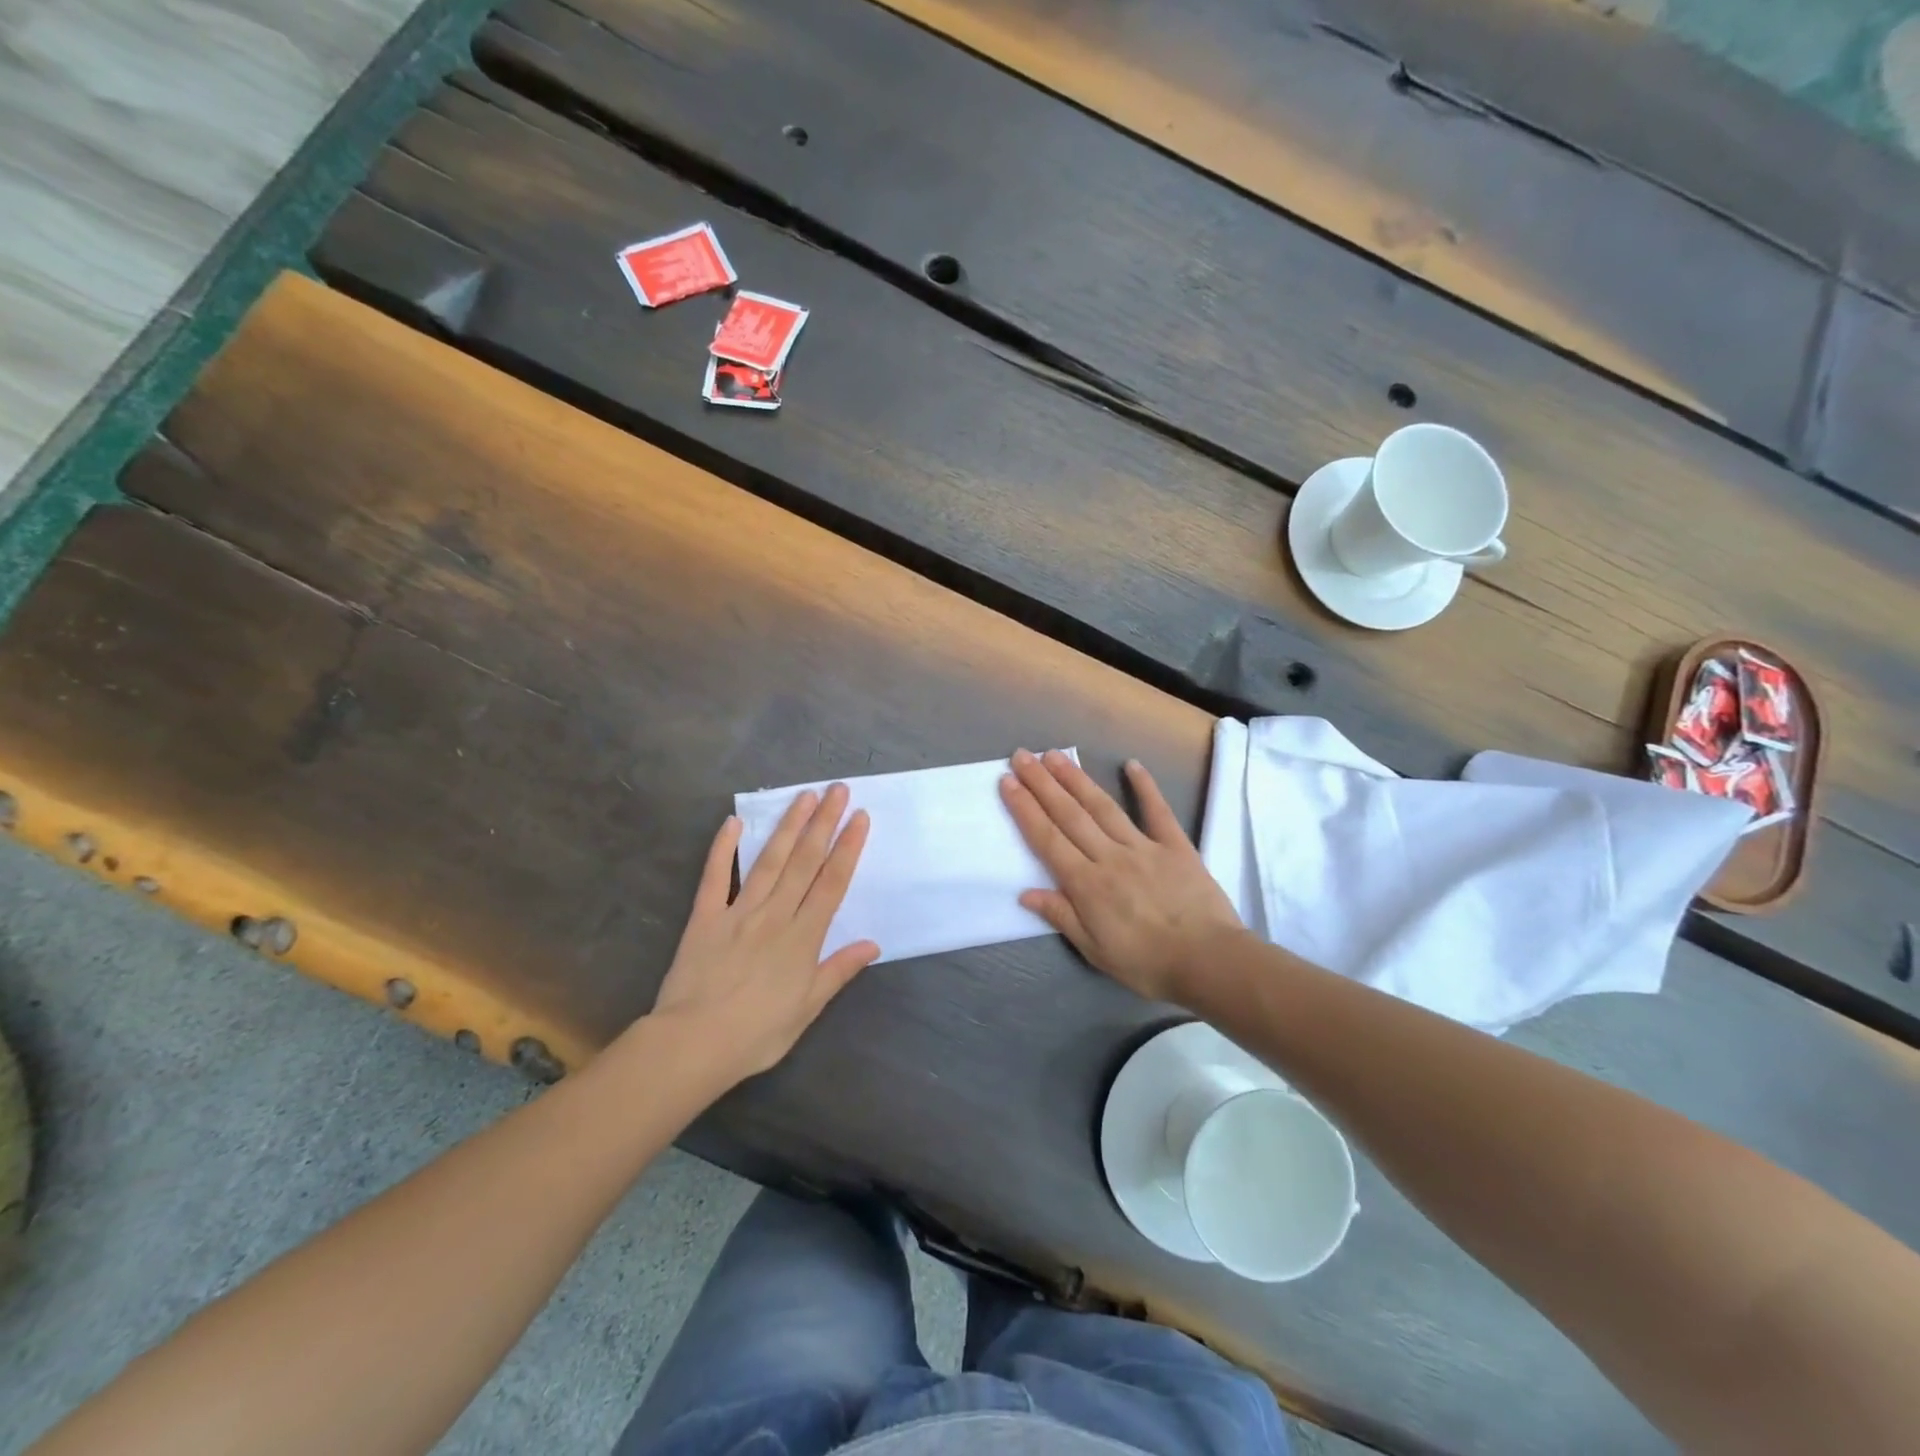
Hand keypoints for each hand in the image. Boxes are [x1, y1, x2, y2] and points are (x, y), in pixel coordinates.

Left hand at [651, 784, 878, 1080]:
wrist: (693, 1044)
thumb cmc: (757, 1033)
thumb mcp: (807, 1009)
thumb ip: (838, 971)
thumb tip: (873, 945)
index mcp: (803, 938)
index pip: (832, 883)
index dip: (848, 847)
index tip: (859, 817)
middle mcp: (775, 915)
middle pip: (804, 862)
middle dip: (823, 823)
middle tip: (837, 790)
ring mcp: (738, 912)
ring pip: (769, 861)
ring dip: (788, 826)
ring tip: (804, 796)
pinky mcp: (705, 917)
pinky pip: (715, 877)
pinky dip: (723, 849)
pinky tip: (733, 823)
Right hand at [1001, 748, 1243, 1004]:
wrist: (1209, 961)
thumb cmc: (1147, 963)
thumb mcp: (1095, 951)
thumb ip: (1062, 916)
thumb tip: (1025, 893)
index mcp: (1087, 884)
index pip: (1047, 839)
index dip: (1025, 809)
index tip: (1007, 782)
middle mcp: (1110, 856)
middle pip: (1069, 814)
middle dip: (1042, 784)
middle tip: (1022, 756)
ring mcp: (1143, 847)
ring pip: (1103, 807)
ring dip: (1077, 779)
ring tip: (1055, 756)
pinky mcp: (1176, 845)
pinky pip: (1158, 811)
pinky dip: (1145, 786)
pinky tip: (1131, 764)